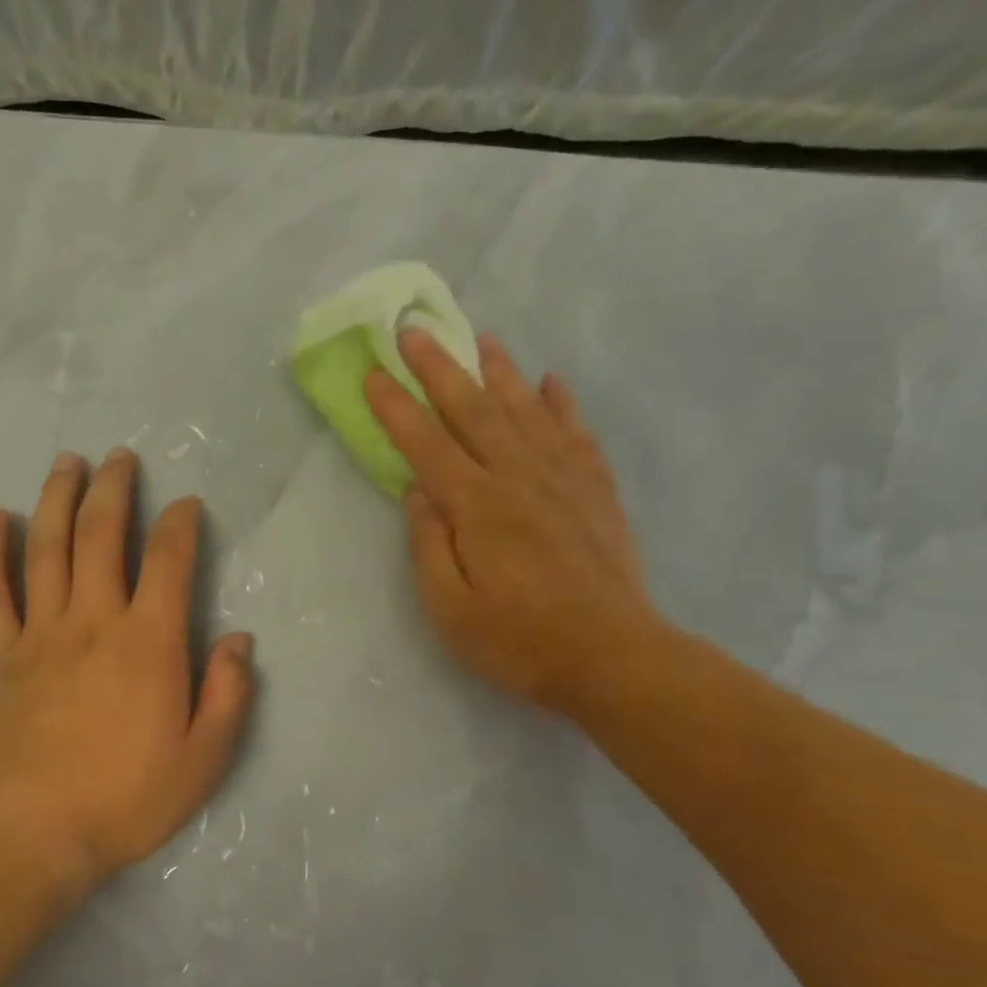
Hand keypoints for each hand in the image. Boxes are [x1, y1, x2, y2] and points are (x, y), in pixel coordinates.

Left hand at [0, 449, 254, 884]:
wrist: (34, 831)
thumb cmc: (127, 797)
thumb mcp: (204, 758)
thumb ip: (228, 694)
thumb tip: (239, 639)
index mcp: (149, 642)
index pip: (169, 561)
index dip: (181, 524)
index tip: (187, 504)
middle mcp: (94, 621)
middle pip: (102, 535)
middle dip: (114, 489)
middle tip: (120, 458)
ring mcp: (41, 633)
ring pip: (47, 548)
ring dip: (57, 500)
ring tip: (67, 464)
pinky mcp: (3, 654)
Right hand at [364, 330, 659, 718]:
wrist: (613, 657)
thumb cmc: (519, 642)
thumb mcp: (451, 610)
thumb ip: (429, 546)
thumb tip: (418, 492)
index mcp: (478, 508)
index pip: (427, 445)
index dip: (397, 408)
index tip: (374, 373)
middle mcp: (519, 478)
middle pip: (474, 410)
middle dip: (440, 367)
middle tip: (415, 329)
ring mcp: (563, 480)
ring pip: (526, 410)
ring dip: (500, 371)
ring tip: (481, 339)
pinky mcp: (596, 491)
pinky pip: (575, 433)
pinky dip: (561, 403)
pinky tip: (551, 383)